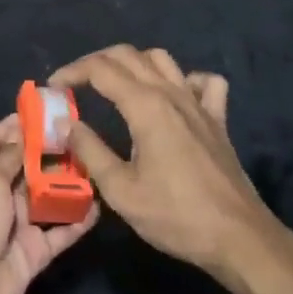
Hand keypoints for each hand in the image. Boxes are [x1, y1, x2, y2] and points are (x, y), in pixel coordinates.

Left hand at [0, 118, 97, 293]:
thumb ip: (9, 159)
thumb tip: (21, 133)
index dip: (11, 128)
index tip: (37, 112)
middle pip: (26, 169)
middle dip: (48, 153)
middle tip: (78, 135)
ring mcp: (18, 225)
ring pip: (47, 199)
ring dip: (67, 184)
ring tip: (94, 164)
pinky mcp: (35, 252)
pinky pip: (61, 233)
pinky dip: (78, 221)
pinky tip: (98, 206)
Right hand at [53, 45, 282, 278]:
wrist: (239, 237)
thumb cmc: (176, 216)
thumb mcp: (121, 191)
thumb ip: (90, 151)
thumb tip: (67, 124)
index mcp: (146, 106)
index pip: (100, 69)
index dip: (72, 72)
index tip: (53, 87)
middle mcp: (171, 93)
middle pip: (128, 55)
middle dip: (96, 62)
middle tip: (76, 84)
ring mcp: (199, 103)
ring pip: (162, 60)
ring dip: (134, 63)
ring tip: (115, 85)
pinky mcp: (218, 119)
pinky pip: (204, 82)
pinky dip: (185, 80)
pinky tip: (174, 96)